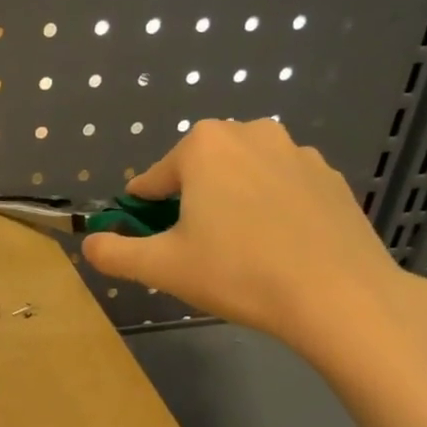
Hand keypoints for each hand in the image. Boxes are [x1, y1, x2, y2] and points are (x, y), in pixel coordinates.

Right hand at [80, 119, 426, 373]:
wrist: (337, 294)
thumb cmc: (237, 272)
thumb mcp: (161, 268)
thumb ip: (114, 253)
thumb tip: (89, 244)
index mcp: (204, 145)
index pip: (154, 179)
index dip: (143, 213)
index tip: (147, 241)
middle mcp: (251, 132)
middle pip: (201, 172)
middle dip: (191, 206)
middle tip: (197, 252)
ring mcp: (298, 152)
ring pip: (244, 178)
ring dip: (232, 205)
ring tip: (241, 253)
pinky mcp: (331, 178)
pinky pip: (283, 190)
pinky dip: (272, 211)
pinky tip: (279, 250)